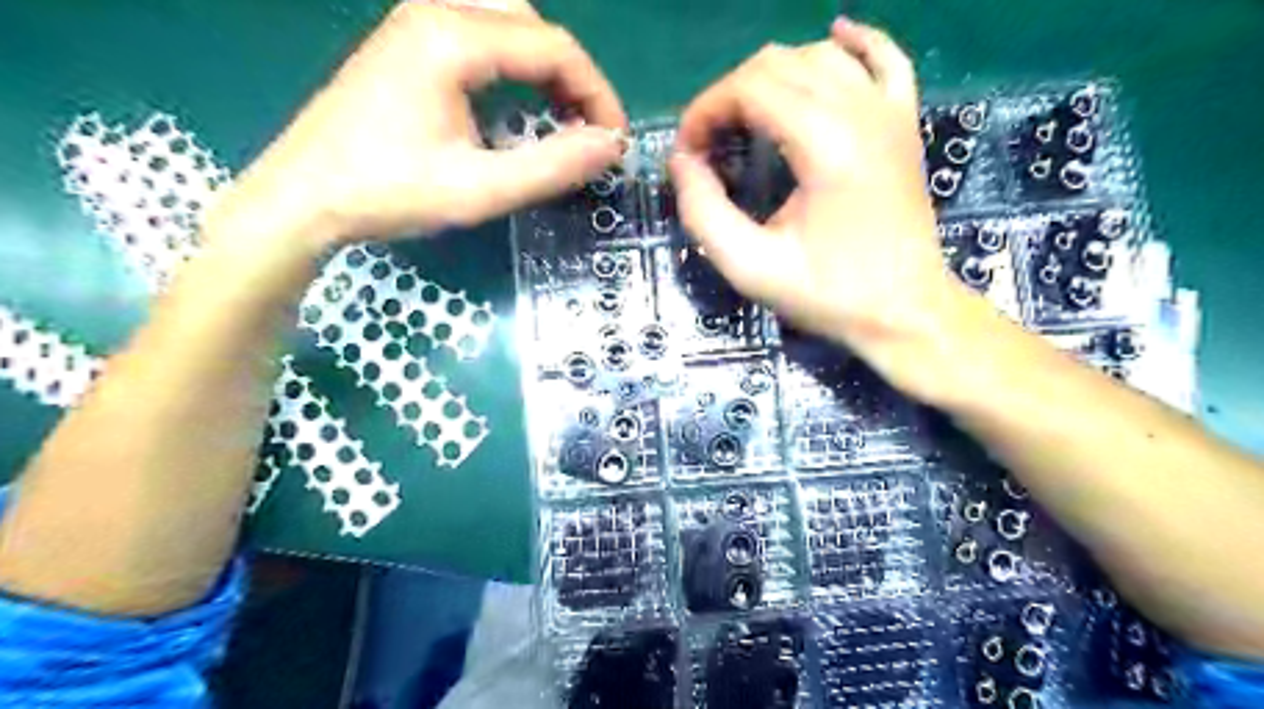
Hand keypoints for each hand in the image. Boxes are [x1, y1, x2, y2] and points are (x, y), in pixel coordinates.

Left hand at [209, 1, 628, 249]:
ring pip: (509, 24)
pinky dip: (514, 67)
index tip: (614, 142)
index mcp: (453, 38)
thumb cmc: (389, 194)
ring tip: (561, 119)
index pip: (554, 47)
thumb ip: (552, 166)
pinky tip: (518, 106)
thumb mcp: (479, 190)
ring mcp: (416, 22)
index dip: (597, 94)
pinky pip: (481, 36)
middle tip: (588, 133)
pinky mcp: (408, 42)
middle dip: (573, 79)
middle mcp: (436, 11)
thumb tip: (610, 145)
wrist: (303, 196)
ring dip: (545, 69)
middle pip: (534, 26)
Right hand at [664, 19, 964, 375]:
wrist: (905, 311)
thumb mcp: (751, 267)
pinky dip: (854, 42)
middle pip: (777, 63)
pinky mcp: (904, 123)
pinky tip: (833, 38)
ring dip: (771, 78)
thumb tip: (682, 161)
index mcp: (825, 143)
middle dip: (729, 96)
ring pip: (818, 56)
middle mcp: (860, 111)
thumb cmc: (829, 294)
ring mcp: (890, 111)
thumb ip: (704, 212)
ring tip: (747, 121)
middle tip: (710, 146)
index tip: (687, 152)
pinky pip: (883, 57)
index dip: (705, 111)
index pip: (749, 88)